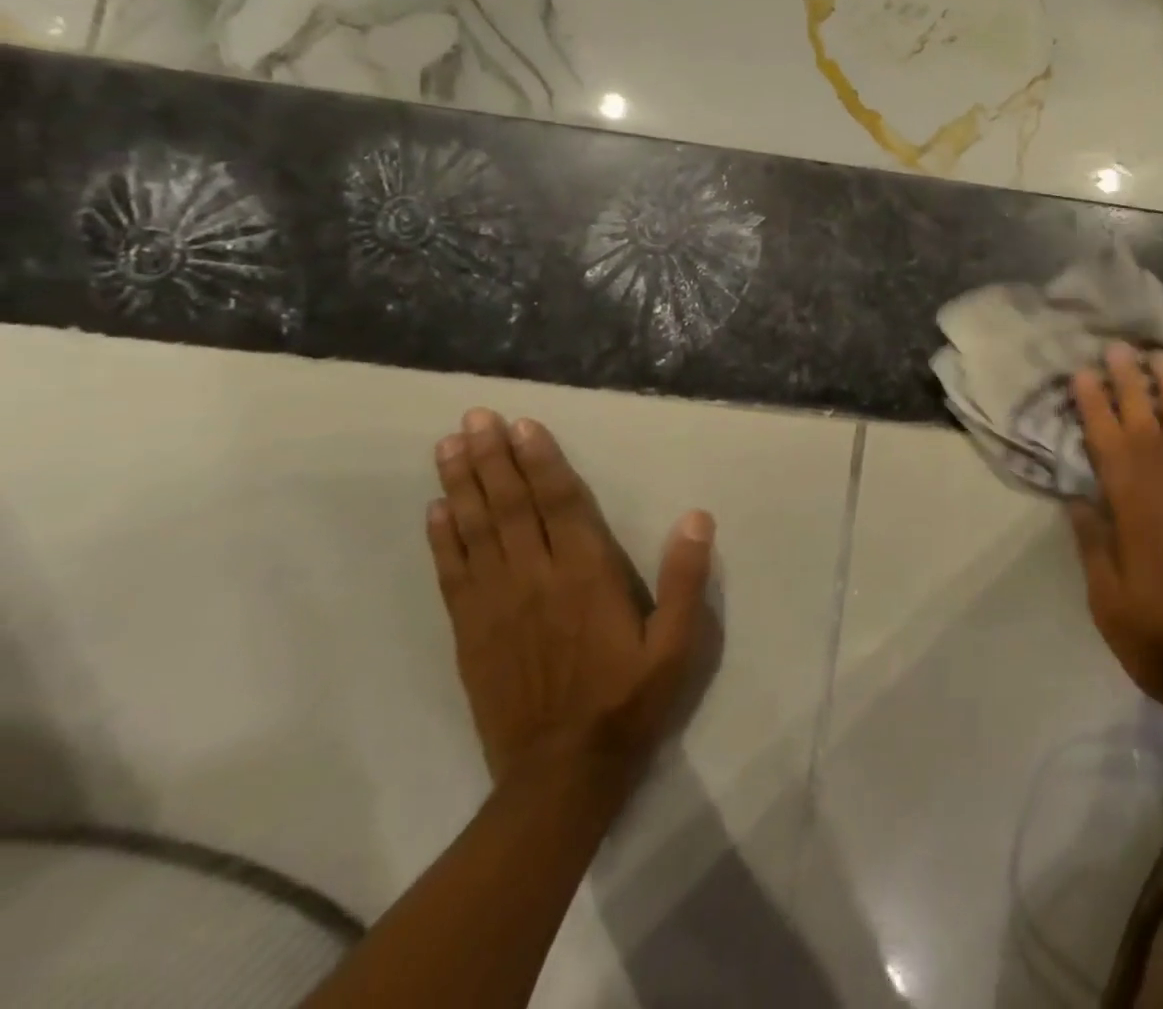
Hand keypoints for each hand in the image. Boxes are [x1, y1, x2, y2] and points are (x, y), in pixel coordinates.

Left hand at [427, 409, 715, 787]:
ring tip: (448, 446)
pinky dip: (443, 539)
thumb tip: (696, 517)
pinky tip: (436, 511)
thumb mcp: (678, 645)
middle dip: (493, 459)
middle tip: (474, 417)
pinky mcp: (471, 634)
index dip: (541, 462)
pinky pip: (453, 575)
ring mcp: (496, 607)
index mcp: (586, 576)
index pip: (560, 504)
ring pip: (476, 532)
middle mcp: (535, 580)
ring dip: (463, 486)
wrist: (562, 776)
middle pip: (510, 507)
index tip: (522, 425)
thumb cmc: (629, 701)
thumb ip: (687, 580)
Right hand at [1068, 345, 1162, 724]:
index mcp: (1133, 506)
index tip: (1084, 372)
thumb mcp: (1105, 595)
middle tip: (1122, 347)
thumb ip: (1092, 540)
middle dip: (1132, 382)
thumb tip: (1078, 496)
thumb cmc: (1155, 632)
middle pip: (1149, 422)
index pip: (1108, 442)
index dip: (1095, 405)